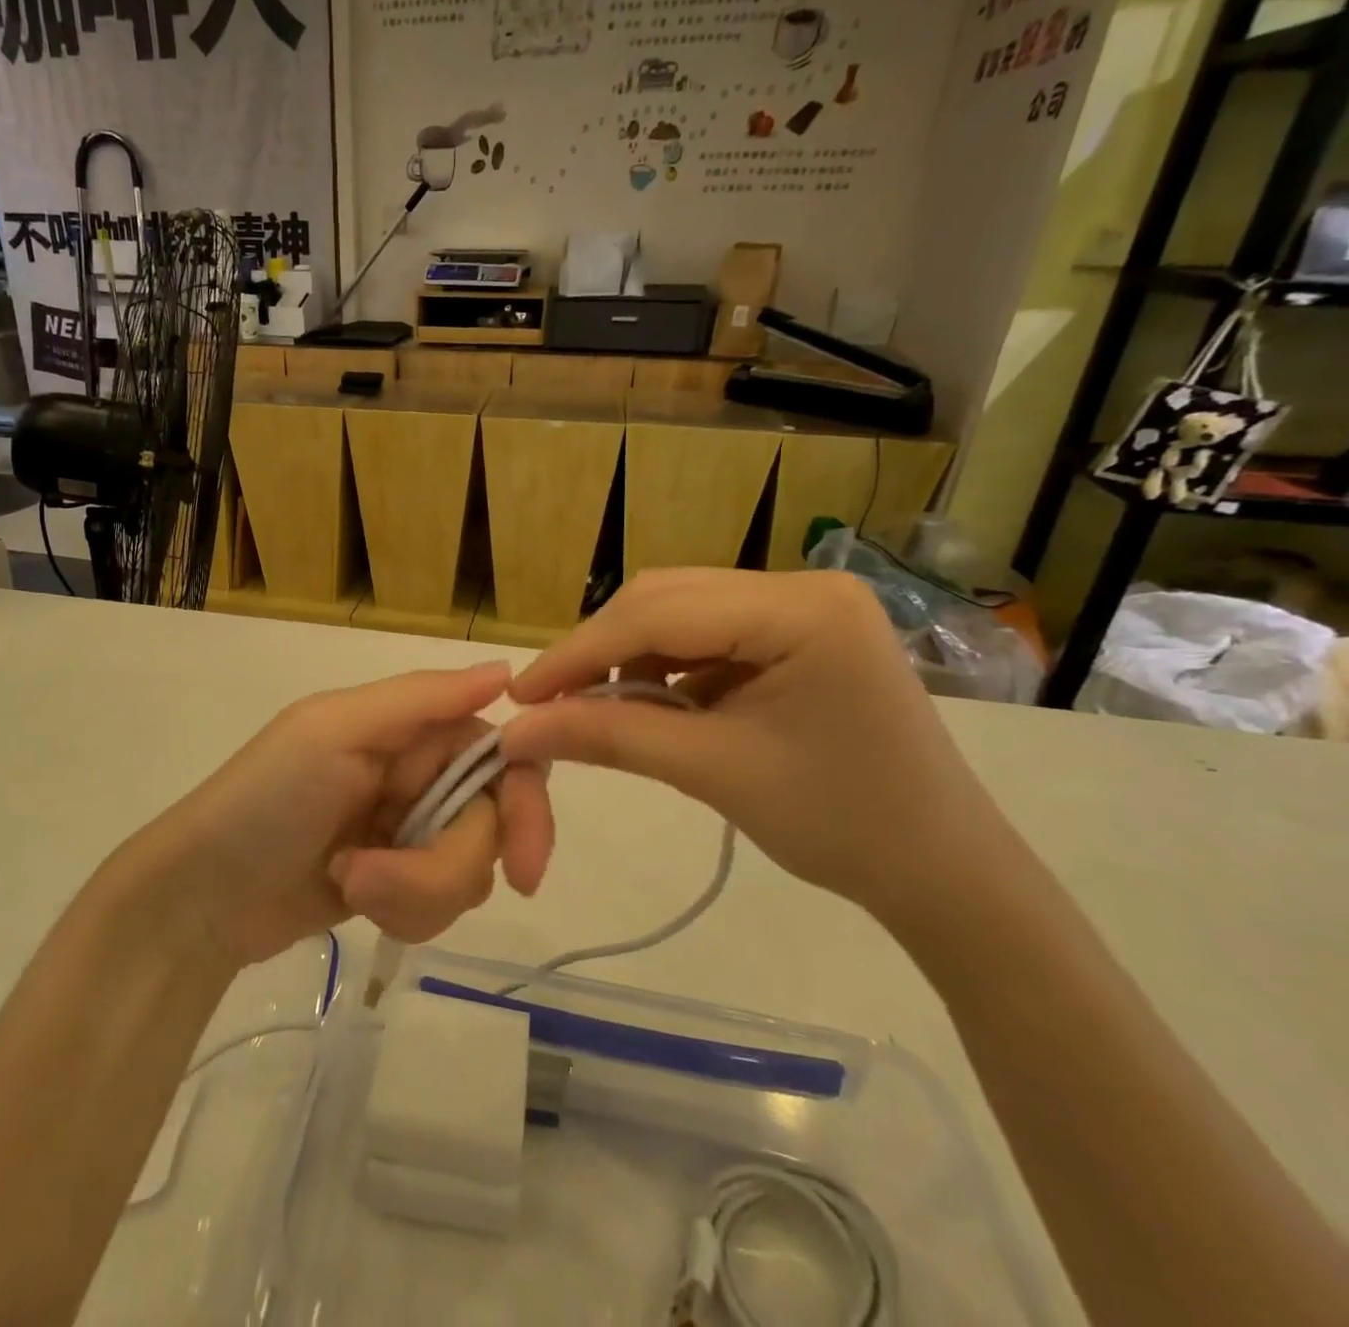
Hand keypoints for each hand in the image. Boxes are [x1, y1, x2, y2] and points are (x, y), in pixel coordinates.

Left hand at [129, 663, 554, 968]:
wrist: (204, 894)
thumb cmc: (267, 798)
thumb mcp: (336, 731)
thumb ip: (422, 699)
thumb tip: (506, 669)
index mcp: (412, 728)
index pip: (503, 753)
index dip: (526, 803)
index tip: (525, 863)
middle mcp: (420, 773)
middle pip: (491, 823)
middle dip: (444, 864)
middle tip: (382, 882)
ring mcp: (410, 831)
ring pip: (469, 871)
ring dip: (414, 891)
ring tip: (351, 882)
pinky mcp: (399, 883)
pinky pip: (441, 904)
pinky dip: (404, 911)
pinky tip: (353, 899)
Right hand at [501, 570, 1016, 919]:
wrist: (940, 870)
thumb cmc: (840, 825)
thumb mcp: (713, 773)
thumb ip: (609, 737)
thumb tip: (516, 731)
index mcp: (802, 610)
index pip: (658, 614)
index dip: (578, 653)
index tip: (520, 696)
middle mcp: (803, 585)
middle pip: (665, 599)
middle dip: (599, 650)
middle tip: (548, 703)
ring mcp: (803, 606)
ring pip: (679, 612)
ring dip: (627, 656)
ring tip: (594, 708)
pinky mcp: (797, 631)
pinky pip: (706, 633)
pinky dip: (663, 666)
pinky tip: (647, 702)